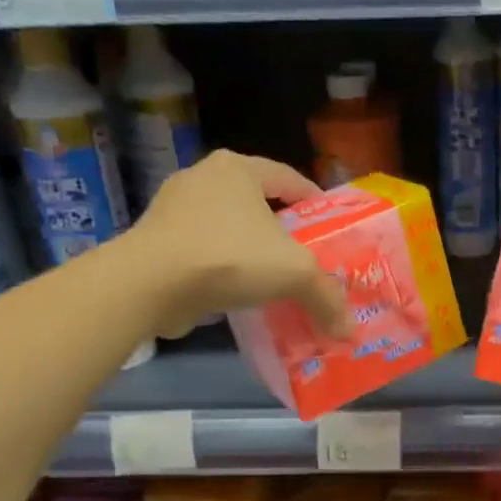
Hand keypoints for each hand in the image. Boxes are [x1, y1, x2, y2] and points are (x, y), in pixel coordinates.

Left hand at [132, 151, 351, 339]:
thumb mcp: (295, 274)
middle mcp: (203, 179)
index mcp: (238, 168)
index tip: (331, 228)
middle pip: (257, 205)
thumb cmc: (230, 256)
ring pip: (228, 230)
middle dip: (282, 233)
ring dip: (250, 253)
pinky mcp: (156, 241)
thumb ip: (327, 298)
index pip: (288, 177)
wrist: (150, 283)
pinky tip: (239, 295)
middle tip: (306, 259)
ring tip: (274, 281)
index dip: (315, 203)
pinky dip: (223, 271)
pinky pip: (203, 252)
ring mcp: (174, 209)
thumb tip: (349, 332)